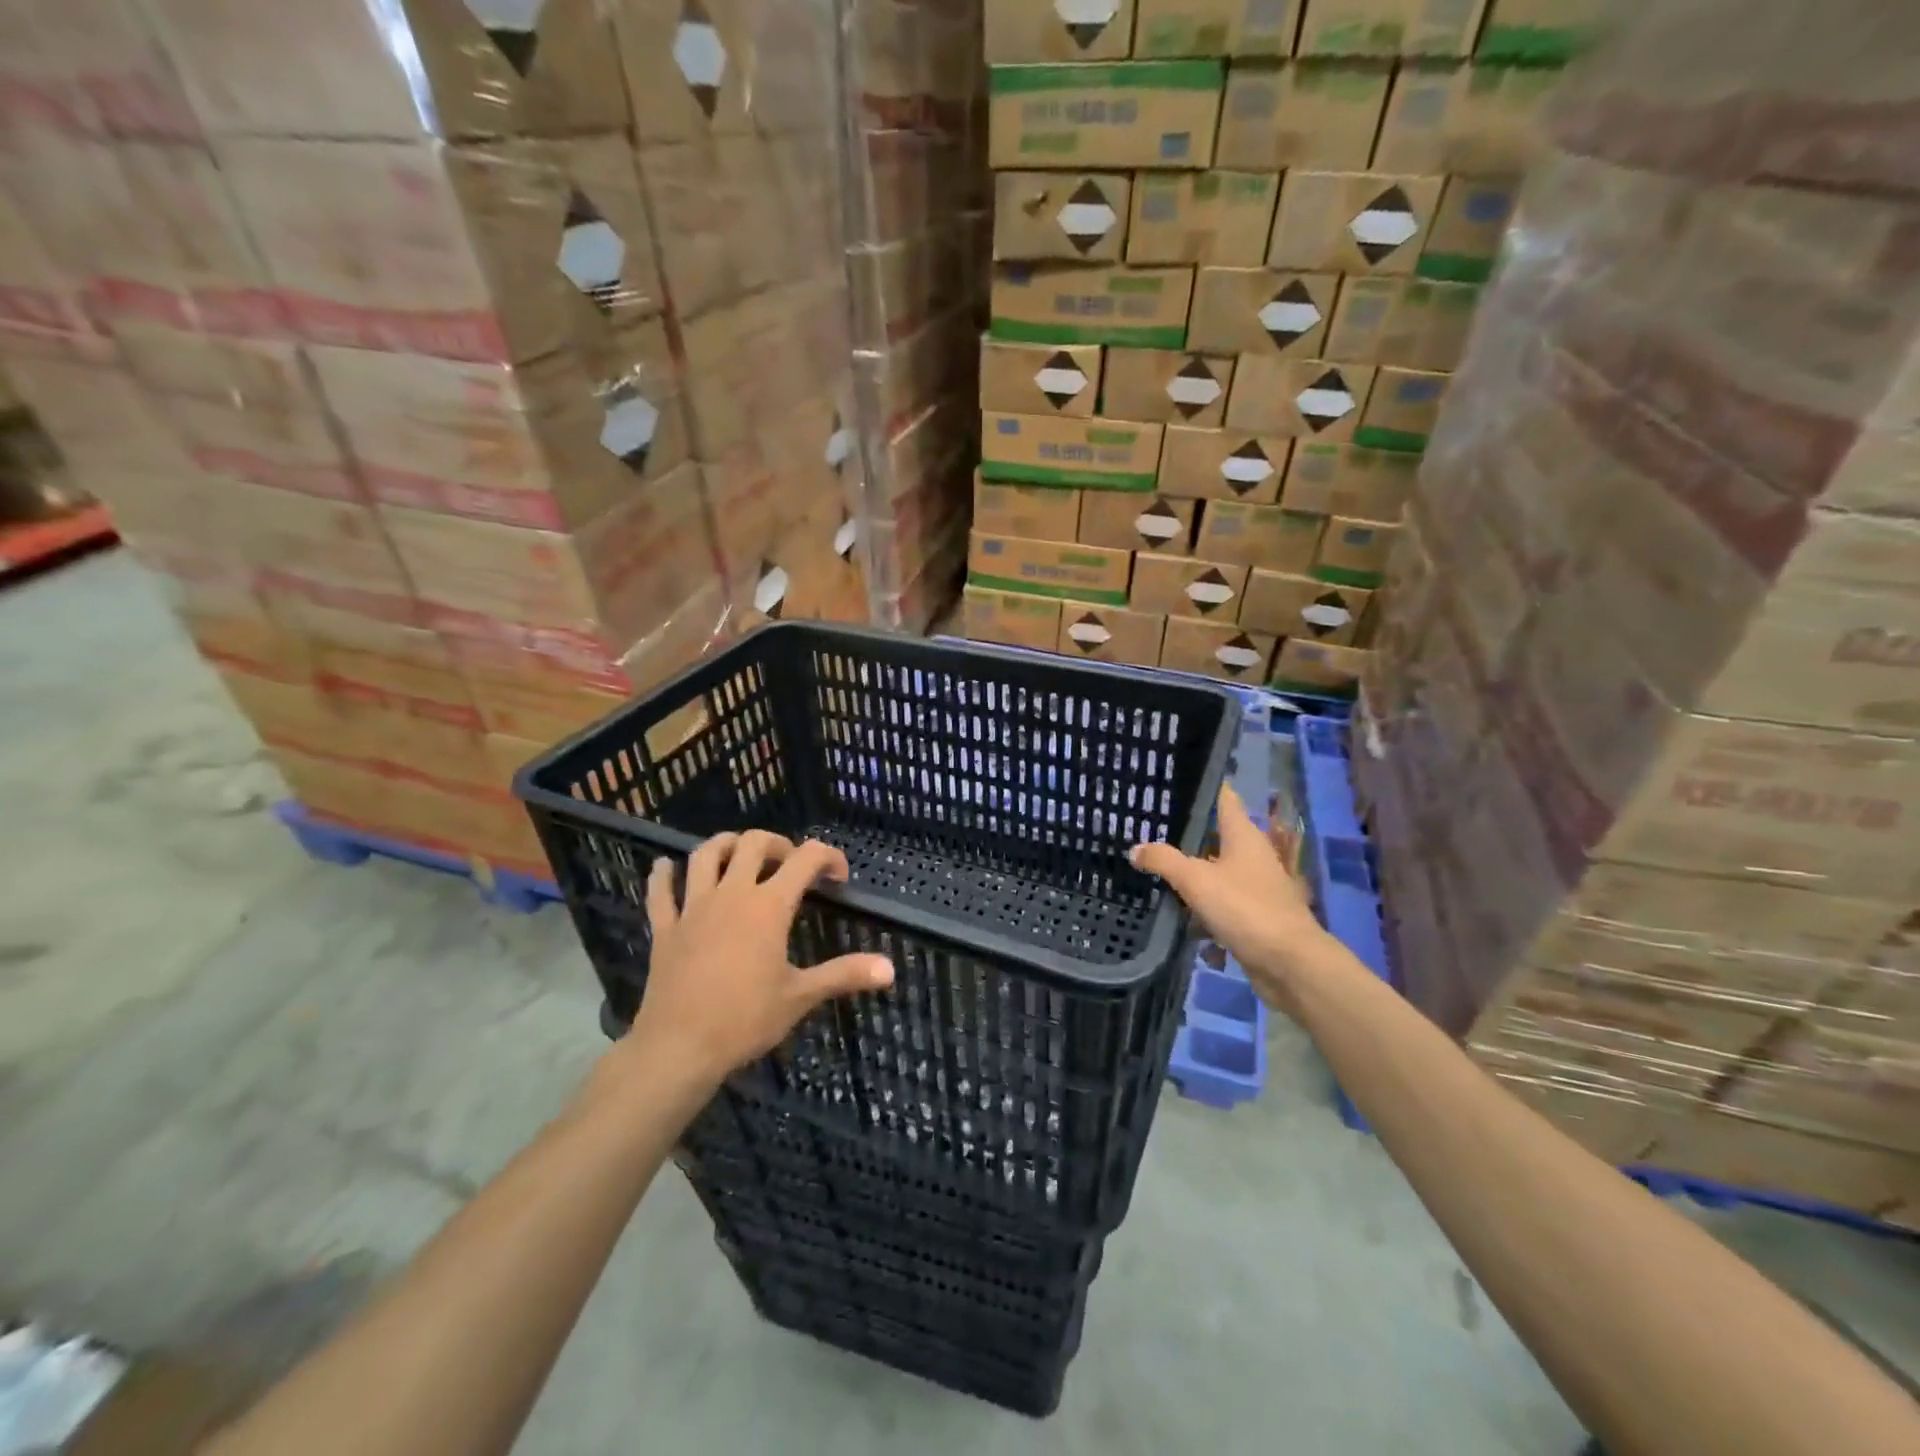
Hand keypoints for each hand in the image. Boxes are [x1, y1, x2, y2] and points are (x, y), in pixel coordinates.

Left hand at [616, 830, 894, 1091]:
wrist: (679, 1047)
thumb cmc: (745, 1019)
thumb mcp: (801, 996)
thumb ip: (844, 975)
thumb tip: (890, 969)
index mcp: (769, 906)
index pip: (806, 859)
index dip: (828, 857)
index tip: (838, 878)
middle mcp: (732, 894)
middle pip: (752, 843)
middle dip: (777, 843)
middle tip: (790, 864)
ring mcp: (694, 907)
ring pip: (705, 854)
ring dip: (725, 845)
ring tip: (739, 855)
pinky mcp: (665, 927)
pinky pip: (660, 890)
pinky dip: (664, 874)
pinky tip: (667, 868)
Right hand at [1131, 783, 1334, 1011]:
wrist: (1289, 963)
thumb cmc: (1245, 908)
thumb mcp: (1196, 880)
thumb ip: (1164, 860)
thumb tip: (1136, 848)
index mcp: (1243, 836)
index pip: (1224, 798)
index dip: (1204, 787)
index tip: (1176, 781)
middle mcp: (1253, 855)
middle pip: (1217, 836)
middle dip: (1188, 836)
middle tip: (1151, 832)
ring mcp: (1256, 887)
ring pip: (1218, 872)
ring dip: (1193, 877)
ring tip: (1156, 874)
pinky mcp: (1255, 916)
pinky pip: (1223, 905)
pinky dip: (1203, 910)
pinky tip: (1179, 919)